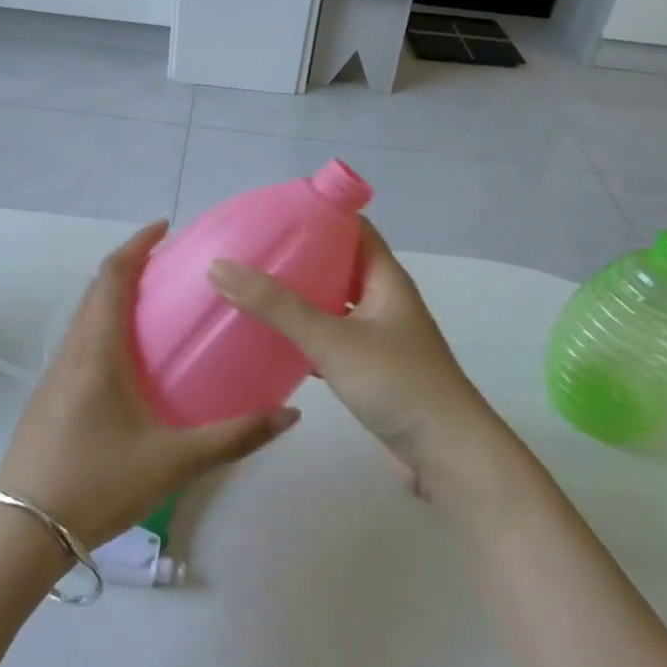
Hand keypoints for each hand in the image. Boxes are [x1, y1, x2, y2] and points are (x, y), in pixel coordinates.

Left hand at [0, 222, 299, 548]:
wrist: (23, 533)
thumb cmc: (98, 484)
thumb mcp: (174, 462)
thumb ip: (235, 437)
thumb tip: (289, 415)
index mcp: (97, 352)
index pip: (111, 277)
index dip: (136, 245)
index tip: (164, 227)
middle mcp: (71, 353)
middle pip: (96, 291)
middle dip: (130, 268)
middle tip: (172, 267)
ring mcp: (54, 377)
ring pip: (85, 319)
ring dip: (116, 300)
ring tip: (158, 307)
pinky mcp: (49, 399)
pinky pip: (80, 345)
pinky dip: (106, 330)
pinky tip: (132, 363)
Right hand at [208, 221, 511, 500]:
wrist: (446, 454)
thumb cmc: (397, 383)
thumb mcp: (331, 339)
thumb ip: (277, 306)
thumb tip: (220, 267)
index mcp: (385, 278)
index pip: (353, 226)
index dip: (318, 214)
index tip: (273, 213)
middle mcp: (384, 299)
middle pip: (339, 264)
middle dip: (300, 256)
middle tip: (252, 252)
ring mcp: (379, 335)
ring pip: (334, 304)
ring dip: (300, 297)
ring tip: (253, 290)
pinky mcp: (371, 368)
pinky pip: (331, 338)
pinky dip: (305, 334)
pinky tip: (272, 341)